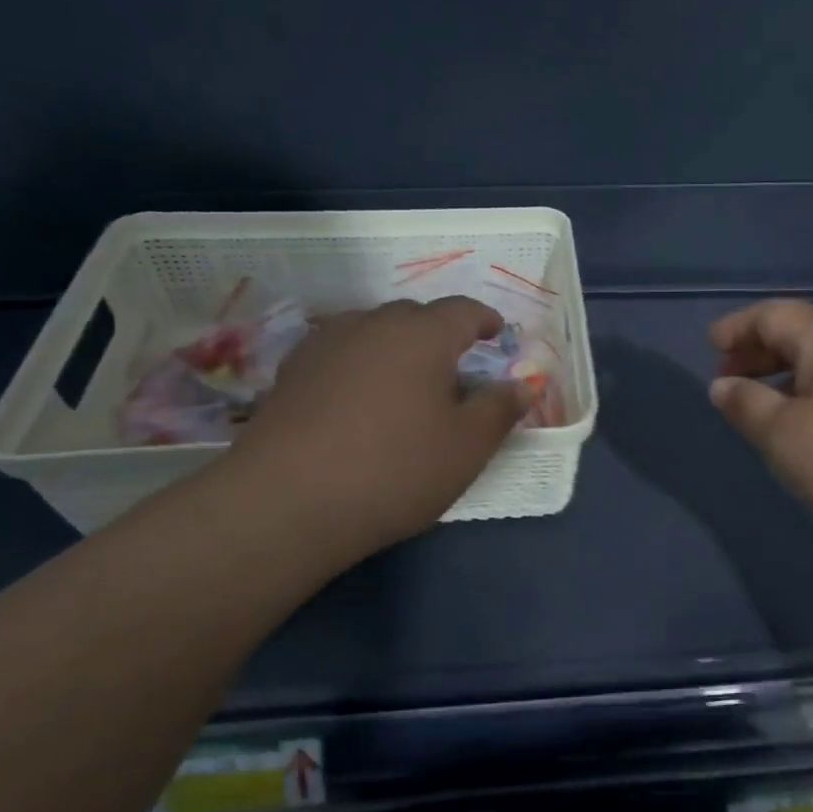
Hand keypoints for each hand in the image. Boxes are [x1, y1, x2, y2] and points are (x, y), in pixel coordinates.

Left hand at [214, 297, 527, 565]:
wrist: (289, 501)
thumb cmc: (397, 468)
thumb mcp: (468, 446)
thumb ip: (500, 409)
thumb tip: (523, 384)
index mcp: (423, 334)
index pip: (463, 311)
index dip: (485, 320)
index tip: (497, 334)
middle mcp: (372, 324)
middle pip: (416, 316)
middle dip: (441, 335)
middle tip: (455, 369)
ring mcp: (325, 344)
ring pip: (373, 332)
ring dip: (397, 348)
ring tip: (406, 384)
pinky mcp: (292, 372)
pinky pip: (341, 355)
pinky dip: (361, 366)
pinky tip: (360, 401)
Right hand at [708, 300, 812, 557]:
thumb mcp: (784, 435)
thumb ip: (746, 405)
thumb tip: (722, 385)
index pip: (772, 315)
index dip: (737, 328)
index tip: (709, 347)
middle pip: (798, 332)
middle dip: (757, 351)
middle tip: (726, 378)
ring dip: (782, 374)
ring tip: (756, 403)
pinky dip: (808, 391)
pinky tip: (800, 422)